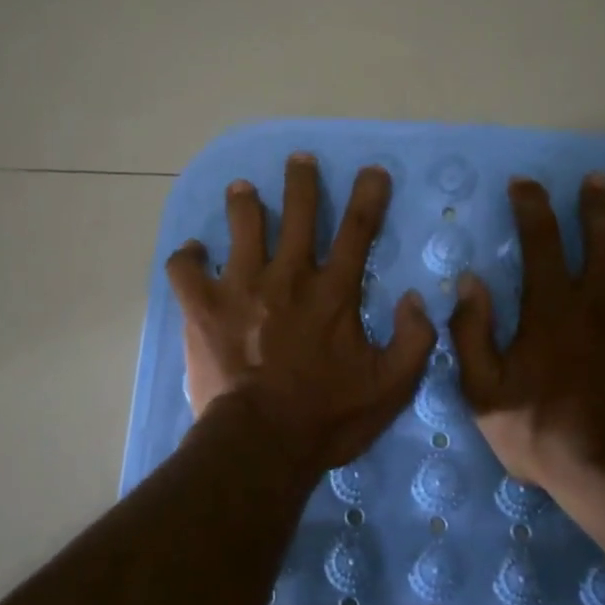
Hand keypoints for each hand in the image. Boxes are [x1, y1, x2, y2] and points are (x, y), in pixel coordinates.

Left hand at [165, 154, 436, 473]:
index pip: (357, 229)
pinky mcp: (203, 307)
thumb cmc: (327, 416)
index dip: (368, 195)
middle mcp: (288, 276)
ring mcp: (241, 286)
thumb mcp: (391, 386)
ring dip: (244, 202)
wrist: (262, 444)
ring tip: (243, 189)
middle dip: (301, 180)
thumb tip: (418, 299)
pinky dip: (188, 257)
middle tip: (299, 160)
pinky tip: (193, 252)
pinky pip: (186, 269)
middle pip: (297, 212)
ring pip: (242, 225)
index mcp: (333, 291)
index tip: (371, 171)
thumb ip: (414, 340)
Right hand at [449, 165, 604, 492]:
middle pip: (602, 233)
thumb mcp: (484, 391)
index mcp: (551, 306)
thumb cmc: (543, 434)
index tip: (525, 183)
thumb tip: (469, 280)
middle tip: (598, 174)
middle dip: (598, 198)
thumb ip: (472, 332)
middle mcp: (598, 298)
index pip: (539, 239)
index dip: (531, 205)